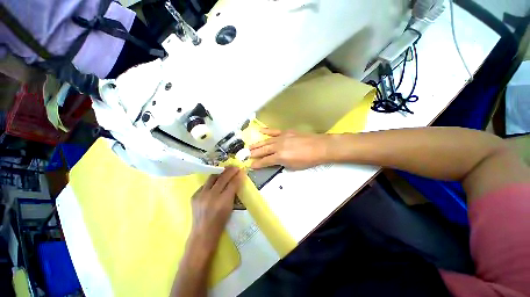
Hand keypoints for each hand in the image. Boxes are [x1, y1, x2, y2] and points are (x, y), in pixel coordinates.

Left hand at [190, 166, 243, 248]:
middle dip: (230, 171)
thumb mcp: (230, 207)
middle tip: (235, 167)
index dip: (237, 176)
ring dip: (220, 172)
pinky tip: (216, 180)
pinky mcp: (194, 196)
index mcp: (222, 202)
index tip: (241, 170)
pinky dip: (212, 181)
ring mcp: (201, 195)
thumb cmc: (220, 222)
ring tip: (226, 169)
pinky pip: (205, 184)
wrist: (203, 233)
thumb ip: (234, 192)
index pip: (232, 184)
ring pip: (212, 178)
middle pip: (222, 178)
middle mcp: (211, 197)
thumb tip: (238, 179)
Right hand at [250, 128, 329, 169]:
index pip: (266, 161)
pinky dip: (266, 131)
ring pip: (266, 141)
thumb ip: (282, 163)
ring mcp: (281, 138)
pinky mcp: (286, 132)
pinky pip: (274, 131)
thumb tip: (275, 161)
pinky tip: (259, 131)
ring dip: (257, 144)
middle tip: (246, 155)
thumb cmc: (308, 160)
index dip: (258, 164)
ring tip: (249, 147)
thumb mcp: (294, 166)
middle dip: (254, 153)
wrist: (319, 147)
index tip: (251, 165)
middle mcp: (278, 146)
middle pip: (263, 150)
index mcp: (280, 157)